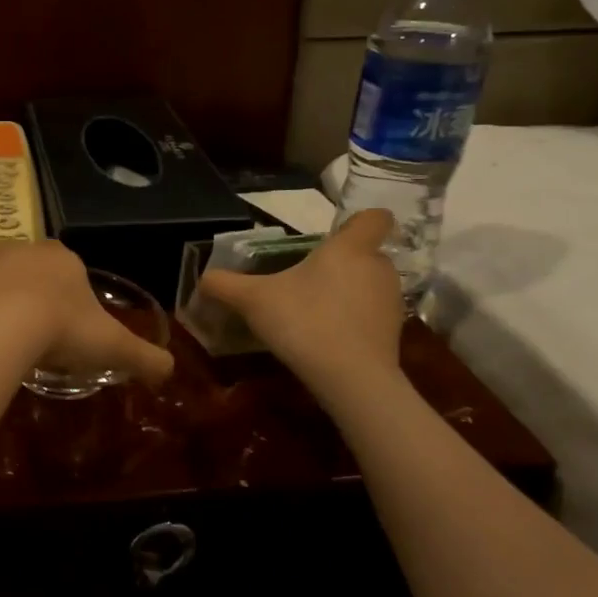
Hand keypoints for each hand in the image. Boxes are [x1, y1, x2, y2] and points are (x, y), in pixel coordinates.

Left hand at [0, 240, 173, 385]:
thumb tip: (169, 371)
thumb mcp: (114, 348)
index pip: (68, 264)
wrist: (3, 328)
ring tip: (2, 325)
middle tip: (35, 324)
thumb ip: (146, 358)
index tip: (67, 320)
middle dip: (31, 285)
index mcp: (63, 258)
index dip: (68, 290)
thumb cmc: (64, 329)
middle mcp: (25, 250)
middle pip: (29, 263)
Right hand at [199, 209, 404, 383]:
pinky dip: (355, 320)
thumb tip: (202, 278)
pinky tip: (328, 338)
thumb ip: (225, 285)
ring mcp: (391, 301)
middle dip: (342, 264)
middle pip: (366, 253)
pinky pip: (372, 315)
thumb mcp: (252, 300)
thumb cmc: (304, 322)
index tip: (334, 236)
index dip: (358, 222)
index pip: (374, 217)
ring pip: (370, 285)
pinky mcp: (394, 333)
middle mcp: (378, 268)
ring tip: (315, 312)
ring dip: (348, 293)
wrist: (351, 378)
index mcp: (349, 248)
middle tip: (307, 280)